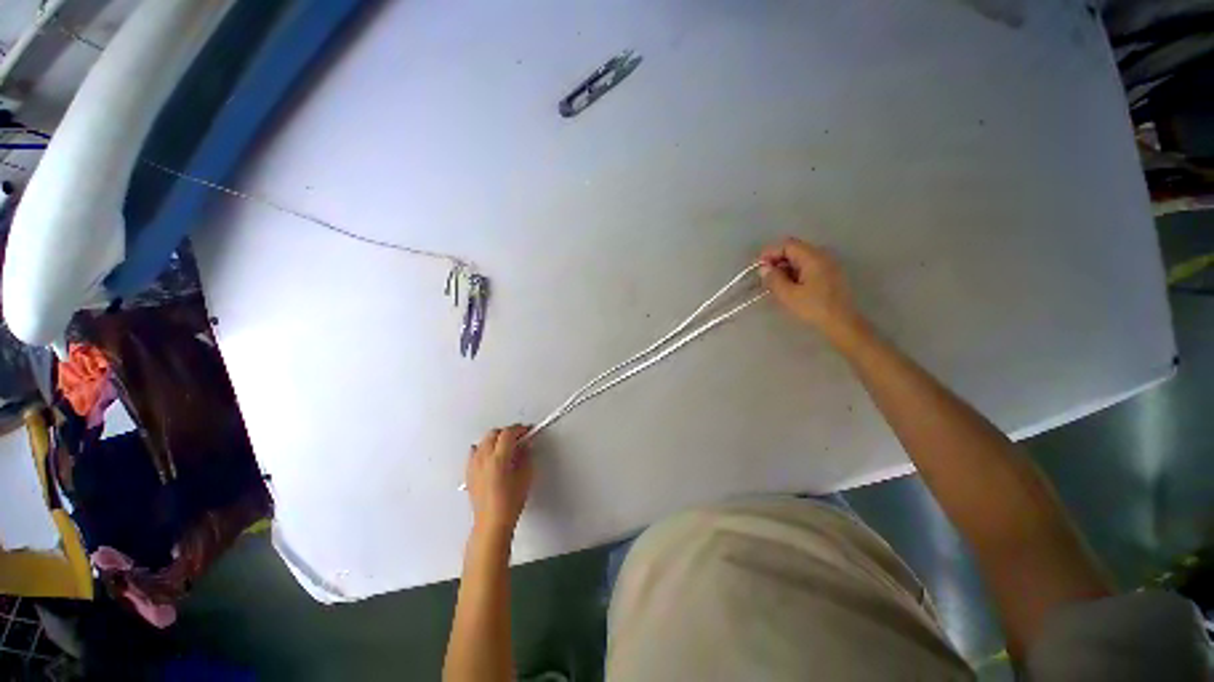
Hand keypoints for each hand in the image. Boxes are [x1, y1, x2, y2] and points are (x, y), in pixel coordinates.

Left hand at [465, 425, 533, 533]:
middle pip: (494, 434)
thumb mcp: (525, 480)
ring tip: (506, 448)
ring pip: (483, 441)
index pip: (508, 434)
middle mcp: (483, 458)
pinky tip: (491, 458)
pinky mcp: (469, 471)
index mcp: (498, 459)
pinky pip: (475, 452)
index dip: (519, 429)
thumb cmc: (508, 505)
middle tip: (518, 438)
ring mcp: (473, 464)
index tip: (526, 431)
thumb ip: (526, 459)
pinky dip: (484, 450)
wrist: (492, 521)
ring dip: (495, 440)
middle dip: (507, 433)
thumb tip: (526, 448)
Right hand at [759, 237, 863, 337]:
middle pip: (795, 250)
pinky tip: (794, 288)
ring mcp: (829, 265)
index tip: (759, 268)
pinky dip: (799, 274)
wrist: (844, 325)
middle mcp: (822, 255)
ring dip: (789, 268)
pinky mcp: (833, 276)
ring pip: (803, 259)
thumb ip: (774, 279)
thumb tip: (764, 269)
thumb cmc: (816, 309)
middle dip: (779, 261)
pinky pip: (812, 268)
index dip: (770, 253)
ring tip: (779, 284)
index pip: (786, 245)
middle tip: (767, 277)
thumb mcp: (790, 296)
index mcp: (812, 255)